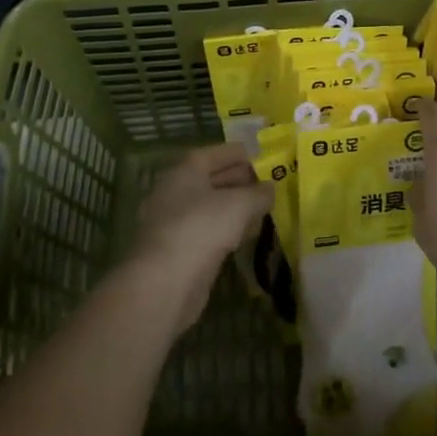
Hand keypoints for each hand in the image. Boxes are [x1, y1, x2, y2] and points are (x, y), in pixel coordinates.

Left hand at [127, 143, 271, 337]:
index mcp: (185, 170)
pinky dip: (229, 228)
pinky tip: (249, 234)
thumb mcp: (239, 204)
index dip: (241, 154)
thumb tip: (270, 188)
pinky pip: (210, 230)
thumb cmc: (202, 228)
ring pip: (212, 207)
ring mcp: (177, 222)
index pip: (216, 153)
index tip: (265, 157)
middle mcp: (177, 191)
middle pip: (213, 179)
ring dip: (238, 206)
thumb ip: (259, 194)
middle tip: (271, 183)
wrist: (165, 282)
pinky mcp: (181, 249)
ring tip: (266, 207)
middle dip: (242, 180)